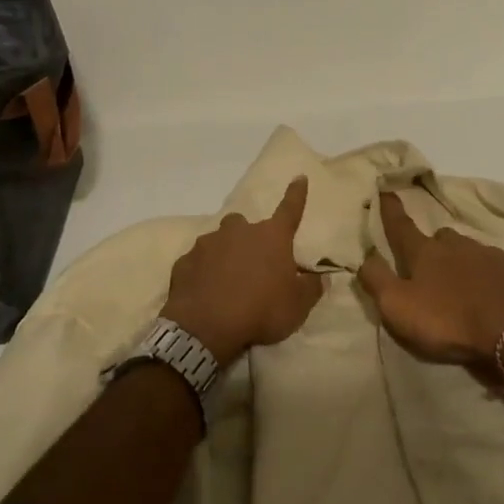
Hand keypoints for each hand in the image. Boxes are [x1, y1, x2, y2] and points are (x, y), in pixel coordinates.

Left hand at [160, 178, 324, 365]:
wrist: (206, 326)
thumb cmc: (261, 310)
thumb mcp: (297, 306)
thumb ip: (311, 288)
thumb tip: (320, 276)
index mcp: (271, 237)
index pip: (290, 209)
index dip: (296, 194)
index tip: (299, 177)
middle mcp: (238, 231)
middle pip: (244, 225)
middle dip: (248, 238)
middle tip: (251, 263)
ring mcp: (207, 244)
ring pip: (218, 241)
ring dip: (223, 255)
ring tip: (225, 281)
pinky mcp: (184, 261)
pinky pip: (197, 262)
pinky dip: (202, 272)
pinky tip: (204, 291)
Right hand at [358, 190, 503, 365]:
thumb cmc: (448, 321)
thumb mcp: (397, 307)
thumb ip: (376, 280)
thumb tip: (366, 256)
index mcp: (424, 252)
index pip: (401, 226)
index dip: (390, 210)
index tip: (386, 190)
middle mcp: (456, 244)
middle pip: (439, 238)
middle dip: (433, 247)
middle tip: (430, 269)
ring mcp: (489, 254)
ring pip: (469, 250)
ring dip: (462, 262)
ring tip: (462, 286)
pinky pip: (497, 266)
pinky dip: (490, 276)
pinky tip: (492, 294)